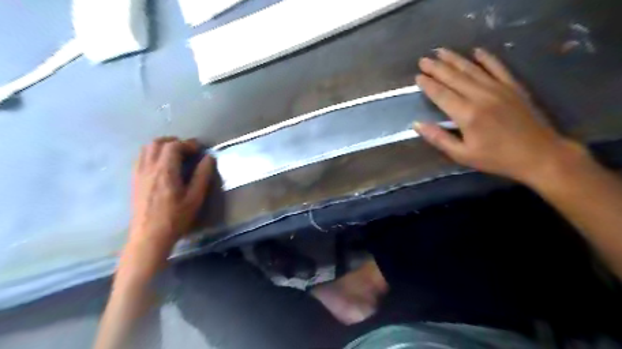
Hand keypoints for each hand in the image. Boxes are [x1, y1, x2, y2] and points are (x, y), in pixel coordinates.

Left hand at [124, 136, 215, 267]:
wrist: (150, 236)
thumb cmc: (176, 217)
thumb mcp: (195, 198)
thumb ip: (202, 175)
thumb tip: (209, 157)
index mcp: (165, 171)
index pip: (173, 146)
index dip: (187, 144)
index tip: (199, 149)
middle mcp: (149, 168)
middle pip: (157, 143)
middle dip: (174, 141)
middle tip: (187, 150)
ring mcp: (139, 174)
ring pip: (146, 149)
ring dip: (161, 146)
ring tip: (175, 155)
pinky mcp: (134, 180)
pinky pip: (140, 158)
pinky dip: (152, 154)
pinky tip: (161, 165)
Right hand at [412, 47, 583, 184]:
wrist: (539, 154)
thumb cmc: (496, 158)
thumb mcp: (462, 155)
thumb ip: (438, 138)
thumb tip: (417, 124)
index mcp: (467, 114)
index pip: (441, 94)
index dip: (428, 84)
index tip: (417, 76)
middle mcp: (481, 96)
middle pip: (454, 77)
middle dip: (436, 68)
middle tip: (423, 60)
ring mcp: (499, 88)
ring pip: (472, 69)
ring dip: (455, 59)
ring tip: (441, 51)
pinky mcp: (513, 87)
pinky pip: (497, 67)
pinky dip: (486, 58)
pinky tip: (476, 51)